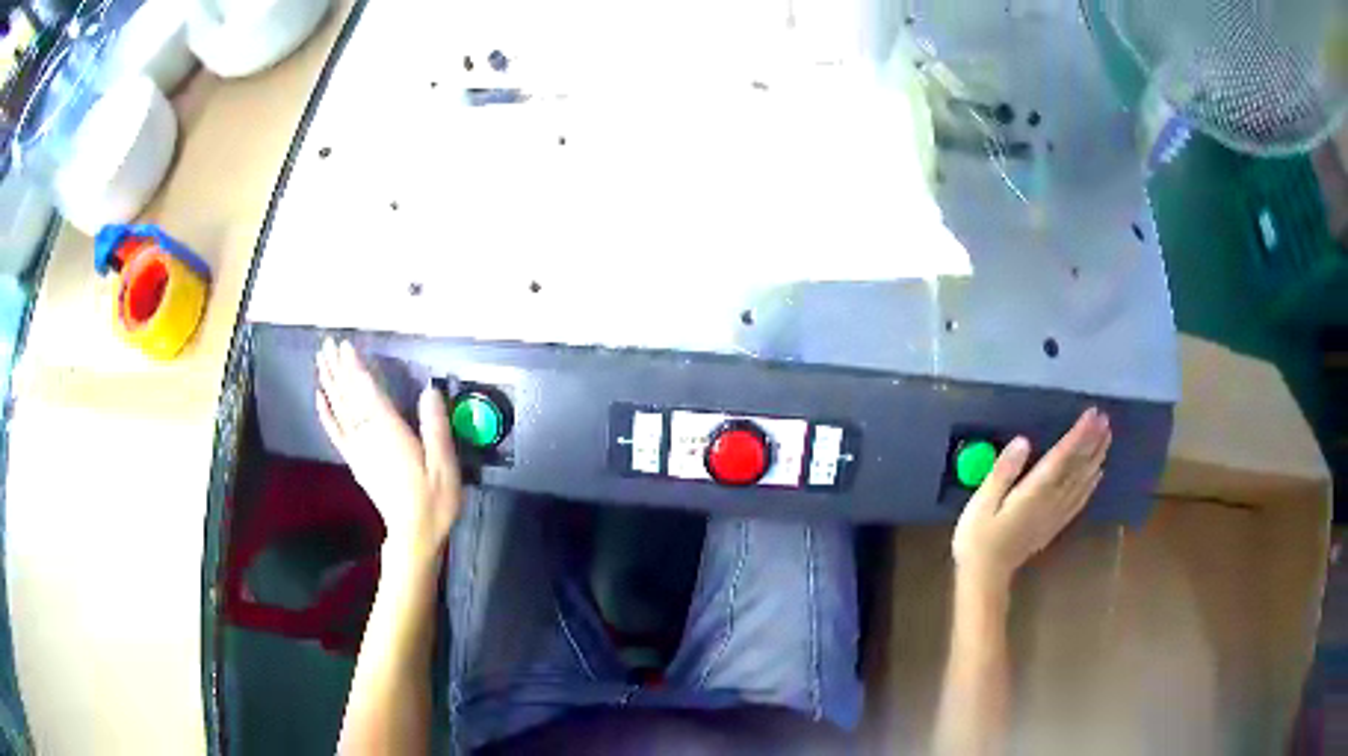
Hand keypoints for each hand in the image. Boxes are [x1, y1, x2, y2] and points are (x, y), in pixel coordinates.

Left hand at [315, 338, 461, 560]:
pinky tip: (319, 398)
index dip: (356, 367)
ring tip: (321, 360)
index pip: (368, 392)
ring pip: (340, 409)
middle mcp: (369, 435)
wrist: (414, 534)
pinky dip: (326, 414)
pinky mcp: (356, 461)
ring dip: (330, 383)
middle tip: (327, 344)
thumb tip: (430, 391)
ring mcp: (359, 449)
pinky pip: (336, 433)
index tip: (345, 345)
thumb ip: (435, 427)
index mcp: (390, 432)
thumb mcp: (444, 464)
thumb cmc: (433, 499)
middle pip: (349, 396)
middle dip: (338, 368)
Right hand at [952, 408, 1111, 591]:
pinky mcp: (1054, 525)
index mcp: (1034, 492)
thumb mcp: (981, 502)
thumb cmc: (978, 538)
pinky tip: (1097, 475)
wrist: (985, 576)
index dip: (1079, 434)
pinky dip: (1091, 484)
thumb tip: (1022, 442)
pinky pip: (1078, 500)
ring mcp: (1055, 514)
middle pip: (1077, 467)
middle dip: (1093, 442)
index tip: (1093, 414)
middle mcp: (1051, 500)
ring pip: (1082, 482)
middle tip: (1106, 419)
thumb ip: (1002, 472)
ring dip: (1096, 458)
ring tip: (1107, 438)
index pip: (1062, 457)